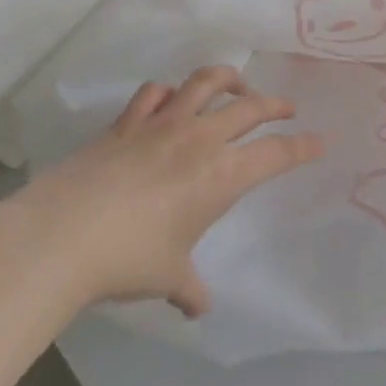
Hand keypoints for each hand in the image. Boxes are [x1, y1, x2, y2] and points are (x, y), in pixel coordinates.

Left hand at [6, 67, 322, 317]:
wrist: (65, 233)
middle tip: (287, 108)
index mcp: (222, 175)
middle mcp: (200, 138)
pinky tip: (171, 98)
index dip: (302, 147)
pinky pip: (155, 92)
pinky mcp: (128, 120)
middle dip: (275, 105)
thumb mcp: (169, 277)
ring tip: (237, 85)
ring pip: (205, 81)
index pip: (276, 154)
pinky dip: (169, 91)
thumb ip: (189, 288)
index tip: (320, 141)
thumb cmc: (130, 258)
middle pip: (249, 107)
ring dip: (228, 78)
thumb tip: (197, 306)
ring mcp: (162, 122)